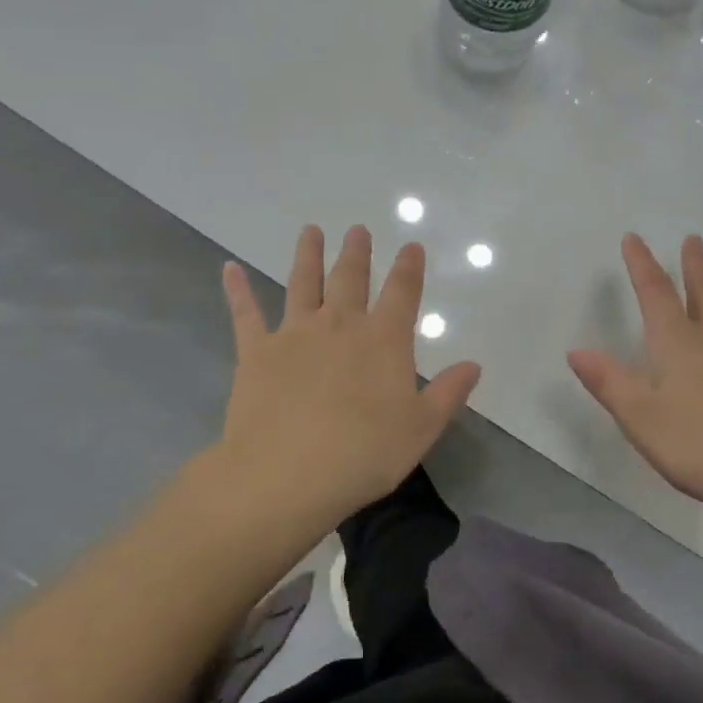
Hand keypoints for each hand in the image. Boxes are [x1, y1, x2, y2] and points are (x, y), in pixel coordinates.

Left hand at [212, 224, 480, 533]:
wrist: (286, 473)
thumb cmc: (364, 454)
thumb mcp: (421, 429)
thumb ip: (449, 393)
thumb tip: (473, 365)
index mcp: (384, 340)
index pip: (402, 293)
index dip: (409, 267)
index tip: (411, 246)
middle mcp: (340, 325)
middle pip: (350, 278)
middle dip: (357, 252)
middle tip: (357, 229)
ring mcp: (295, 334)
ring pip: (303, 283)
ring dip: (308, 255)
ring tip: (310, 230)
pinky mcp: (256, 351)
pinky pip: (245, 313)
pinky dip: (238, 290)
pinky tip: (229, 269)